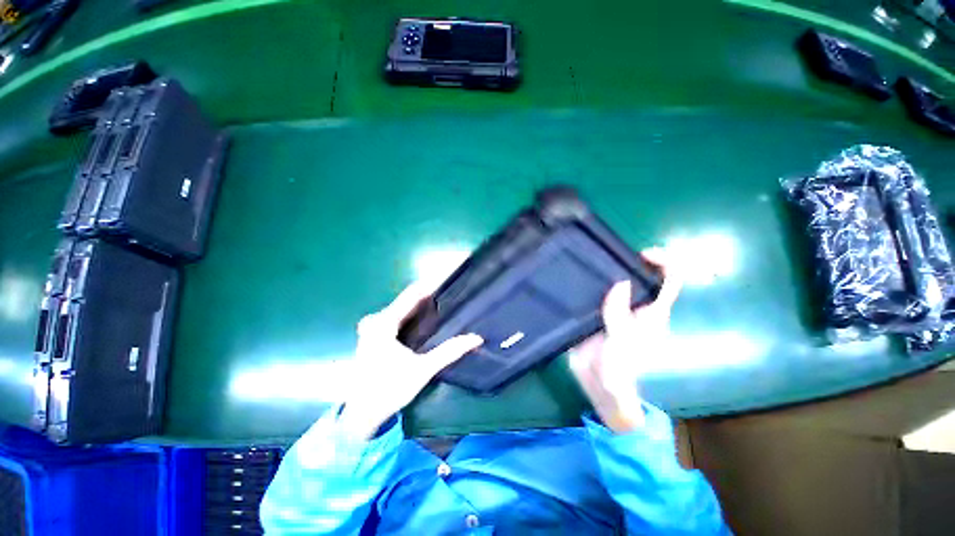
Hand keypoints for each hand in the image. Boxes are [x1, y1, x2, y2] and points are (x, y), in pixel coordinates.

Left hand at [338, 281, 482, 440]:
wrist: (361, 415)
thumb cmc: (388, 390)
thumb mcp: (422, 370)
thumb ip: (449, 352)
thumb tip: (476, 338)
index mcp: (383, 323)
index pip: (412, 294)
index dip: (432, 283)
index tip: (450, 276)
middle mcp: (376, 319)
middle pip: (408, 299)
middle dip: (431, 293)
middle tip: (453, 289)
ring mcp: (373, 326)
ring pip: (403, 307)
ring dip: (423, 303)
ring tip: (445, 299)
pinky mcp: (374, 334)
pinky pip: (398, 315)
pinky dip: (414, 313)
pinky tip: (428, 315)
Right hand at [569, 248, 681, 433]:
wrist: (599, 383)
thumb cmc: (619, 368)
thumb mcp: (621, 341)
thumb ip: (619, 313)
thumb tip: (621, 282)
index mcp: (652, 312)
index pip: (670, 281)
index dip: (664, 262)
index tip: (642, 255)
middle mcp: (638, 305)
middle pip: (642, 274)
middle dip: (629, 260)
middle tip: (607, 256)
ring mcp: (618, 308)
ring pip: (619, 280)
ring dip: (609, 269)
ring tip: (591, 264)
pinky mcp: (600, 312)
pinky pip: (599, 291)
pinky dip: (593, 281)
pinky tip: (579, 278)